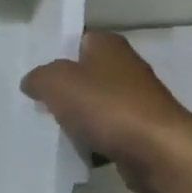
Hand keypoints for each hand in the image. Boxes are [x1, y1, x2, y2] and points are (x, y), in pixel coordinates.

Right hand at [22, 32, 191, 192]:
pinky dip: (92, 142)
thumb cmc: (106, 106)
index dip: (53, 54)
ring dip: (76, 119)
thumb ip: (38, 78)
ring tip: (50, 130)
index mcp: (107, 45)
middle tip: (36, 102)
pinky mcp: (141, 131)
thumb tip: (32, 82)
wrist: (159, 151)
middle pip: (83, 76)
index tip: (32, 72)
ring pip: (94, 106)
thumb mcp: (56, 82)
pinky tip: (76, 151)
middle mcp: (125, 67)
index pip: (75, 41)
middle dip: (62, 90)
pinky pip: (106, 133)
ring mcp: (136, 101)